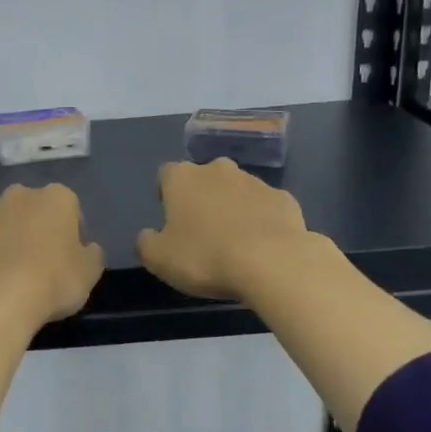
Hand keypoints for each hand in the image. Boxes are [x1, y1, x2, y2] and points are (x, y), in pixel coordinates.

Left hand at [0, 183, 104, 330]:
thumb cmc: (52, 282)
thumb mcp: (90, 273)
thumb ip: (92, 254)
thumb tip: (86, 248)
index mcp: (57, 198)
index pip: (70, 208)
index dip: (71, 233)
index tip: (69, 258)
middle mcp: (20, 195)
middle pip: (32, 209)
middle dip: (35, 228)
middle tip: (39, 263)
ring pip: (0, 221)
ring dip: (5, 237)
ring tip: (8, 273)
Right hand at [137, 159, 310, 300]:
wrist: (272, 262)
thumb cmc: (205, 257)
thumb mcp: (159, 259)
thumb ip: (146, 242)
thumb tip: (148, 235)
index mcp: (183, 177)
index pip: (166, 175)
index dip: (166, 195)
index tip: (170, 219)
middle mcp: (218, 169)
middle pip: (204, 179)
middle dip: (202, 198)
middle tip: (202, 231)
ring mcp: (255, 181)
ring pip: (236, 190)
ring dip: (232, 208)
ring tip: (234, 242)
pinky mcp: (284, 198)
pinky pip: (265, 207)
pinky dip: (261, 220)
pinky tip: (262, 246)